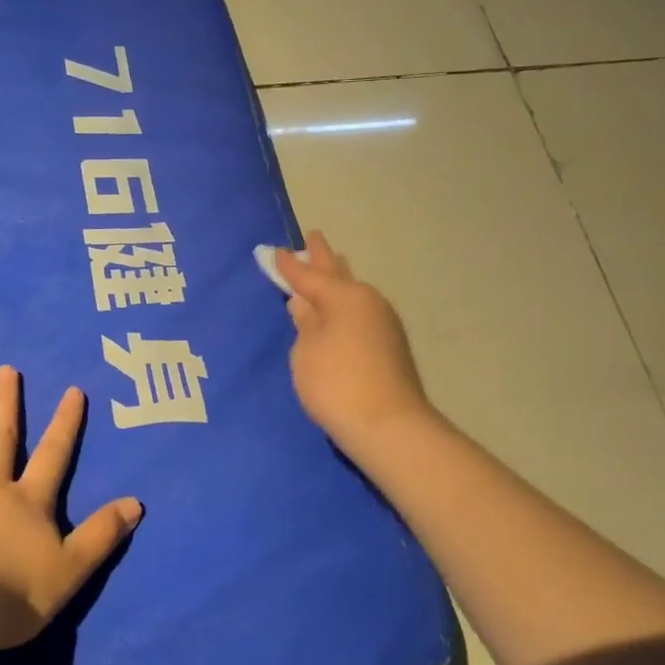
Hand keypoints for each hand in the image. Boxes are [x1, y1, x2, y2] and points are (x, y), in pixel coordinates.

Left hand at [0, 366, 141, 652]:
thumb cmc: (14, 593)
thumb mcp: (72, 568)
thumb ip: (102, 534)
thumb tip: (136, 502)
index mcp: (28, 500)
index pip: (53, 453)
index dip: (65, 423)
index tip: (72, 390)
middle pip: (0, 437)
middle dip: (6, 403)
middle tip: (6, 370)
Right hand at [275, 231, 432, 451]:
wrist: (388, 427)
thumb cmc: (337, 384)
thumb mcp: (306, 352)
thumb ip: (304, 324)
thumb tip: (304, 304)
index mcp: (345, 297)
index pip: (308, 276)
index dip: (289, 265)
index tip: (275, 251)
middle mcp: (368, 303)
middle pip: (339, 274)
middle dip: (323, 258)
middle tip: (313, 237)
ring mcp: (383, 324)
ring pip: (353, 293)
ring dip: (338, 280)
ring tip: (328, 267)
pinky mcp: (389, 347)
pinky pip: (360, 313)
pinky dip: (346, 305)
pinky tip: (340, 310)